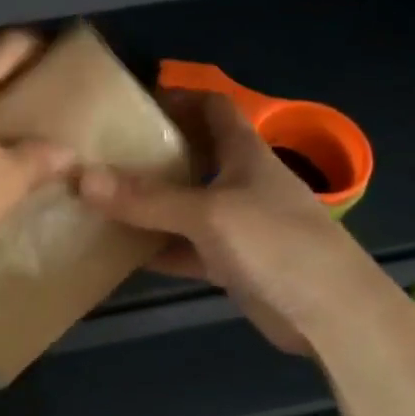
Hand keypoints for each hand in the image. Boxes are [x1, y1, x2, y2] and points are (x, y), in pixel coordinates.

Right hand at [76, 91, 376, 352]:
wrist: (334, 317)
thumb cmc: (277, 244)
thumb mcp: (207, 214)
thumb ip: (145, 198)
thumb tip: (80, 176)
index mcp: (244, 154)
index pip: (212, 108)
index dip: (179, 98)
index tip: (134, 103)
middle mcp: (240, 182)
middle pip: (193, 155)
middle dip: (152, 151)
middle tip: (103, 152)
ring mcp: (237, 225)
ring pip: (185, 204)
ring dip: (150, 203)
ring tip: (100, 197)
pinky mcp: (233, 263)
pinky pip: (185, 248)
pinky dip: (157, 248)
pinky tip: (120, 251)